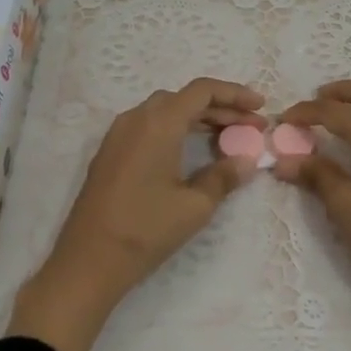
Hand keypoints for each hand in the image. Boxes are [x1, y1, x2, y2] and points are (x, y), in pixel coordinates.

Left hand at [8, 78, 264, 350]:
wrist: (89, 259)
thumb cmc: (146, 229)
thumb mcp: (195, 206)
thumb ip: (224, 176)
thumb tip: (247, 160)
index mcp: (159, 122)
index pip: (202, 91)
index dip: (235, 94)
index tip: (261, 107)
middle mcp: (136, 118)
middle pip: (184, 98)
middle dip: (221, 108)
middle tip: (251, 126)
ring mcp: (119, 134)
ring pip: (165, 111)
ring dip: (198, 118)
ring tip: (228, 136)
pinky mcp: (110, 152)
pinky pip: (149, 126)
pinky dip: (176, 129)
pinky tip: (192, 150)